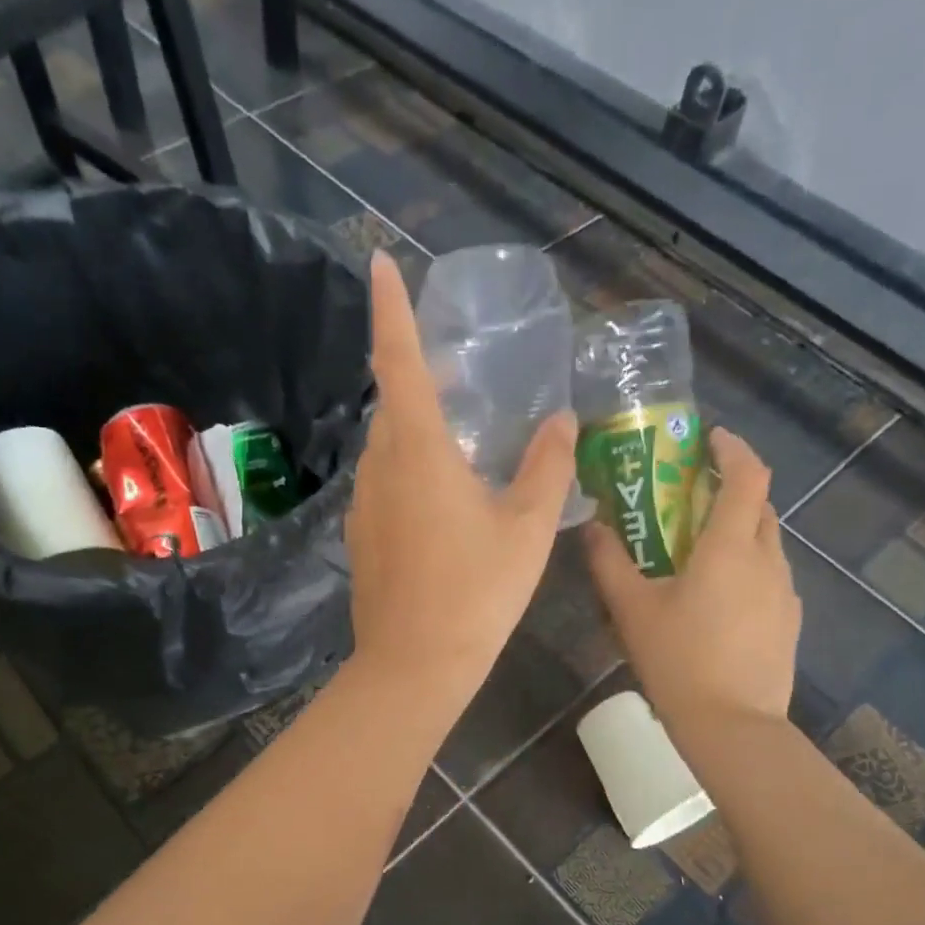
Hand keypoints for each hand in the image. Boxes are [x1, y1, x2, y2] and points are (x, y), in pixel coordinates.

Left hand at [344, 252, 579, 715]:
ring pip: (387, 447)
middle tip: (456, 372)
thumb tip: (563, 420)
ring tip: (459, 436)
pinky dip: (409, 469)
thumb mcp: (527, 528)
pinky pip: (384, 483)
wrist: (415, 663)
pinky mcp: (361, 536)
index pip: (398, 361)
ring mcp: (364, 504)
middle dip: (417, 375)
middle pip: (393, 403)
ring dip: (416, 428)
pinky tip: (441, 497)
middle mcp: (381, 467)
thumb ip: (548, 466)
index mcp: (418, 451)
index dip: (390, 308)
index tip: (378, 261)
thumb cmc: (476, 592)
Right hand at [586, 427, 799, 727]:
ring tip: (700, 549)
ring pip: (766, 541)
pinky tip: (717, 597)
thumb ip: (609, 563)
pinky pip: (769, 575)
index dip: (732, 449)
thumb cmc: (679, 659)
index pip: (747, 475)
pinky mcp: (788, 621)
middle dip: (731, 489)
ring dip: (739, 530)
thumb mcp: (632, 610)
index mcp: (731, 546)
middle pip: (759, 505)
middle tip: (692, 495)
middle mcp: (767, 559)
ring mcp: (784, 591)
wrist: (733, 725)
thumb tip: (592, 527)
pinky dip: (747, 566)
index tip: (709, 440)